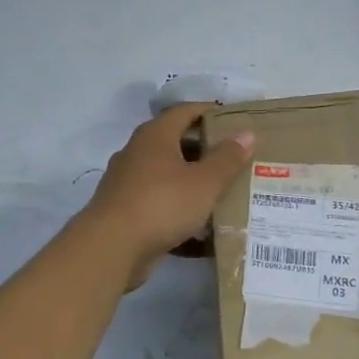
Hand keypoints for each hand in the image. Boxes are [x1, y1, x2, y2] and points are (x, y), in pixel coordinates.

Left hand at [78, 103, 254, 287]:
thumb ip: (227, 159)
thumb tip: (246, 133)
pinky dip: (180, 211)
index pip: (184, 111)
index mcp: (155, 136)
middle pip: (176, 143)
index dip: (210, 111)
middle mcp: (137, 153)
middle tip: (236, 159)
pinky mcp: (126, 212)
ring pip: (168, 176)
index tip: (235, 120)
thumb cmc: (161, 204)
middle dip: (205, 150)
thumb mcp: (204, 182)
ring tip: (224, 193)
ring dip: (193, 183)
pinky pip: (160, 204)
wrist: (111, 247)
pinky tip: (202, 228)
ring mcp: (128, 183)